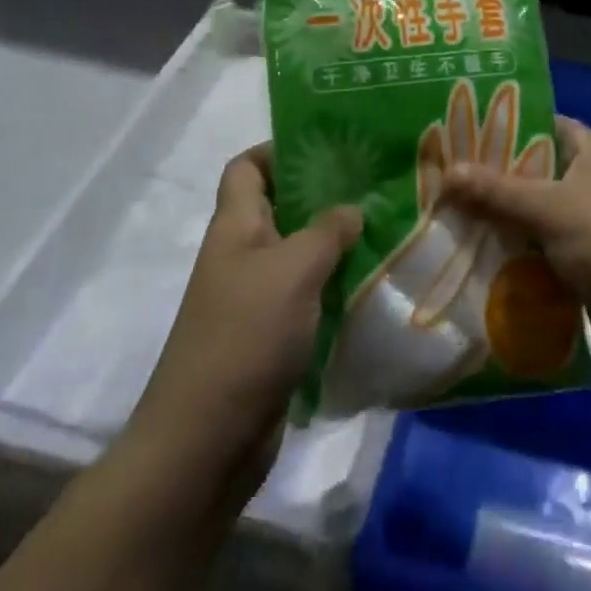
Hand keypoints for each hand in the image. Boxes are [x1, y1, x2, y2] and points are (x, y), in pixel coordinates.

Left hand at [128, 146, 360, 494]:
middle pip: (280, 207)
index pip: (247, 167)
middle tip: (374, 187)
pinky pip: (306, 296)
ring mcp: (254, 298)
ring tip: (384, 229)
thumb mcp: (293, 270)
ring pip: (298, 254)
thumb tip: (352, 210)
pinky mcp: (270, 337)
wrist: (206, 443)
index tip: (329, 148)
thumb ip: (326, 232)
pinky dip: (334, 288)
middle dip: (323, 195)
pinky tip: (371, 284)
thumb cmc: (245, 336)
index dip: (279, 149)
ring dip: (335, 244)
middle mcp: (242, 255)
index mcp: (235, 226)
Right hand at [440, 116, 590, 387]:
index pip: (545, 125)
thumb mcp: (550, 208)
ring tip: (448, 219)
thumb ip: (497, 192)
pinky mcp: (587, 270)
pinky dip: (516, 260)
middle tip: (444, 179)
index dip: (508, 125)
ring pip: (536, 218)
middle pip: (536, 174)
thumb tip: (446, 172)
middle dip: (494, 180)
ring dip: (501, 224)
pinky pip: (542, 256)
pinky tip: (476, 263)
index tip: (463, 131)